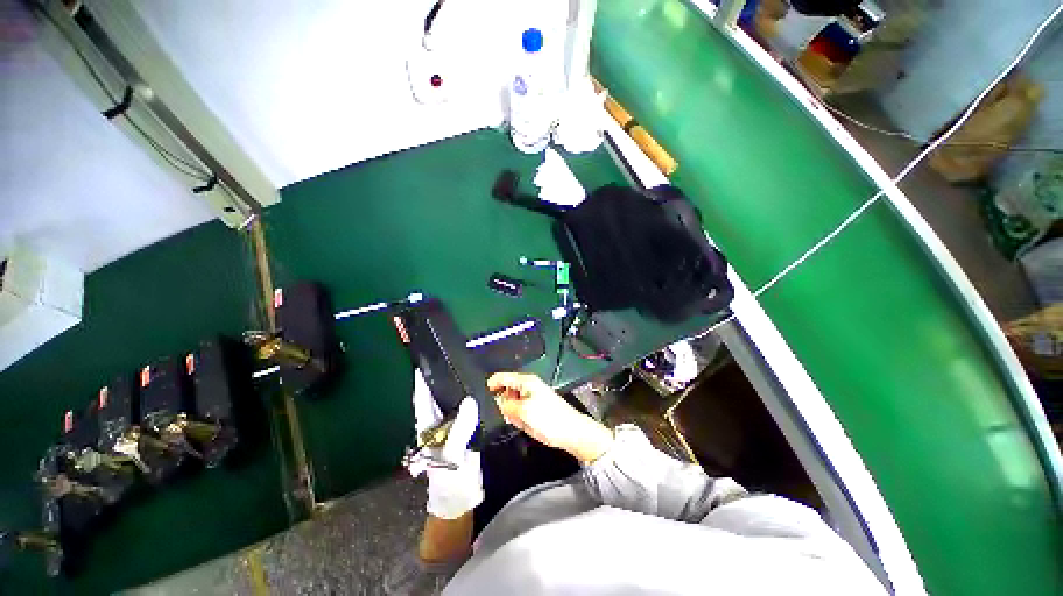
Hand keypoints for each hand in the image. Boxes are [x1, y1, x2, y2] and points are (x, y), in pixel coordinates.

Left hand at [409, 370, 483, 519]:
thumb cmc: (451, 479)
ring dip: (453, 387)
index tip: (423, 363)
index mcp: (428, 428)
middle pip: (435, 397)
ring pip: (450, 402)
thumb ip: (461, 429)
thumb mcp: (454, 455)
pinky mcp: (462, 430)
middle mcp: (436, 424)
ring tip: (462, 368)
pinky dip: (466, 398)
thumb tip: (469, 401)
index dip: (422, 382)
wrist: (460, 497)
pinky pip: (463, 409)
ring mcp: (449, 427)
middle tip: (448, 358)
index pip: (423, 400)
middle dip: (438, 379)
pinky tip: (475, 390)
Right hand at [487, 372, 613, 463]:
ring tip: (516, 420)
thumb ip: (506, 406)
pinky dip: (516, 417)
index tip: (481, 398)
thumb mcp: (523, 411)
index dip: (490, 385)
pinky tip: (521, 424)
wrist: (570, 432)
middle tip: (503, 414)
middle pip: (504, 389)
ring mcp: (529, 397)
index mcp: (525, 381)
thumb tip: (494, 402)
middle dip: (501, 401)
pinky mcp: (532, 408)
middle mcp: (526, 386)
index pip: (502, 377)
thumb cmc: (548, 418)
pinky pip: (517, 410)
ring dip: (509, 411)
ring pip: (509, 402)